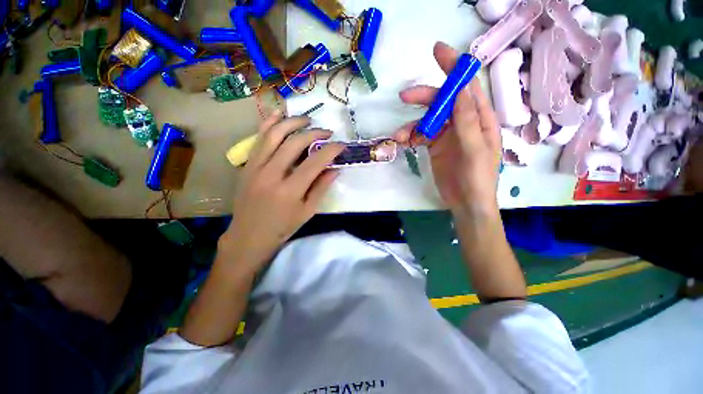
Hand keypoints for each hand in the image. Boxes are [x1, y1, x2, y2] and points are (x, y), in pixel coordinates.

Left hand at [220, 110, 343, 273]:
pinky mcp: (247, 164)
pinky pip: (258, 138)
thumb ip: (321, 188)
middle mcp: (271, 174)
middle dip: (315, 133)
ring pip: (274, 134)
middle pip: (295, 143)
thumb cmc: (282, 227)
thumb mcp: (307, 212)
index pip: (315, 161)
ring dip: (293, 122)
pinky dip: (269, 123)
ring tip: (307, 120)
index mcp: (290, 190)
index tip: (341, 145)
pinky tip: (279, 114)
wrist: (248, 236)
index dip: (331, 150)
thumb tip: (335, 169)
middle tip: (327, 132)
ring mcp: (256, 167)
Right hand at [395, 42, 501, 219]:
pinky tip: (402, 143)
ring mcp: (447, 135)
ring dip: (411, 125)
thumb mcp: (475, 149)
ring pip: (427, 120)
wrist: (466, 203)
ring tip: (399, 135)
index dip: (454, 68)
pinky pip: (420, 136)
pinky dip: (410, 137)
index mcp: (479, 119)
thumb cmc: (477, 178)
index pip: (466, 87)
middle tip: (404, 98)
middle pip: (442, 101)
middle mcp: (462, 123)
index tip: (437, 51)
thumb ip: (467, 120)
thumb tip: (462, 88)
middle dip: (424, 98)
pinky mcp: (435, 147)